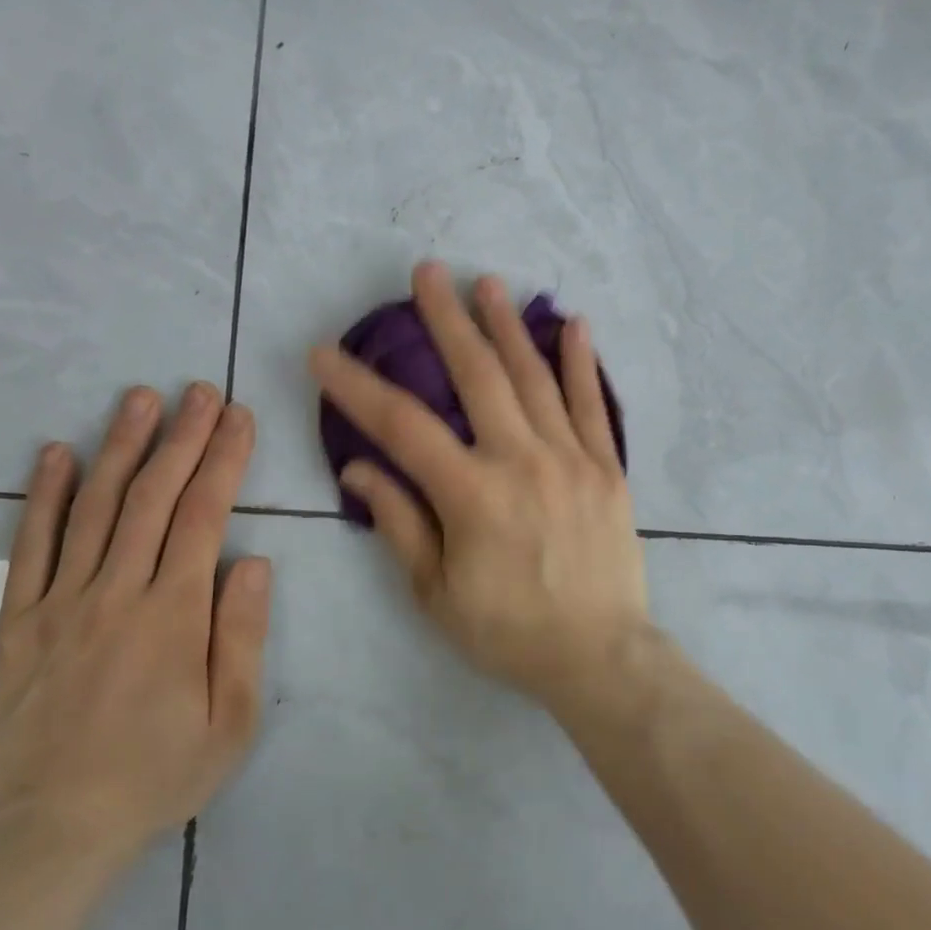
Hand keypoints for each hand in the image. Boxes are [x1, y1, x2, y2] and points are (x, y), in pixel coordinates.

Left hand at [0, 383, 270, 864]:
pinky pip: (30, 547)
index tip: (238, 417)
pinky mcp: (19, 621)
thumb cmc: (159, 774)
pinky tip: (54, 454)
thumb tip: (252, 560)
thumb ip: (241, 635)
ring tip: (139, 399)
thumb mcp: (231, 720)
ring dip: (120, 447)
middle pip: (153, 498)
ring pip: (94, 508)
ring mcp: (61, 602)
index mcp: (174, 615)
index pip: (204, 517)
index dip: (224, 460)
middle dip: (181, 437)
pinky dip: (42, 496)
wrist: (53, 829)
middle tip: (199, 390)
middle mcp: (117, 593)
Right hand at [310, 261, 650, 711]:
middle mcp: (522, 462)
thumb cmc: (508, 632)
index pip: (402, 426)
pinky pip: (593, 406)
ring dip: (509, 326)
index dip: (357, 386)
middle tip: (427, 273)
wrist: (599, 656)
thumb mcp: (436, 592)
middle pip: (478, 376)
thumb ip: (399, 523)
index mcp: (472, 495)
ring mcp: (571, 460)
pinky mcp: (607, 469)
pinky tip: (573, 324)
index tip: (323, 353)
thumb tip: (357, 470)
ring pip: (535, 378)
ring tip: (489, 283)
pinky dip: (581, 363)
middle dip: (447, 320)